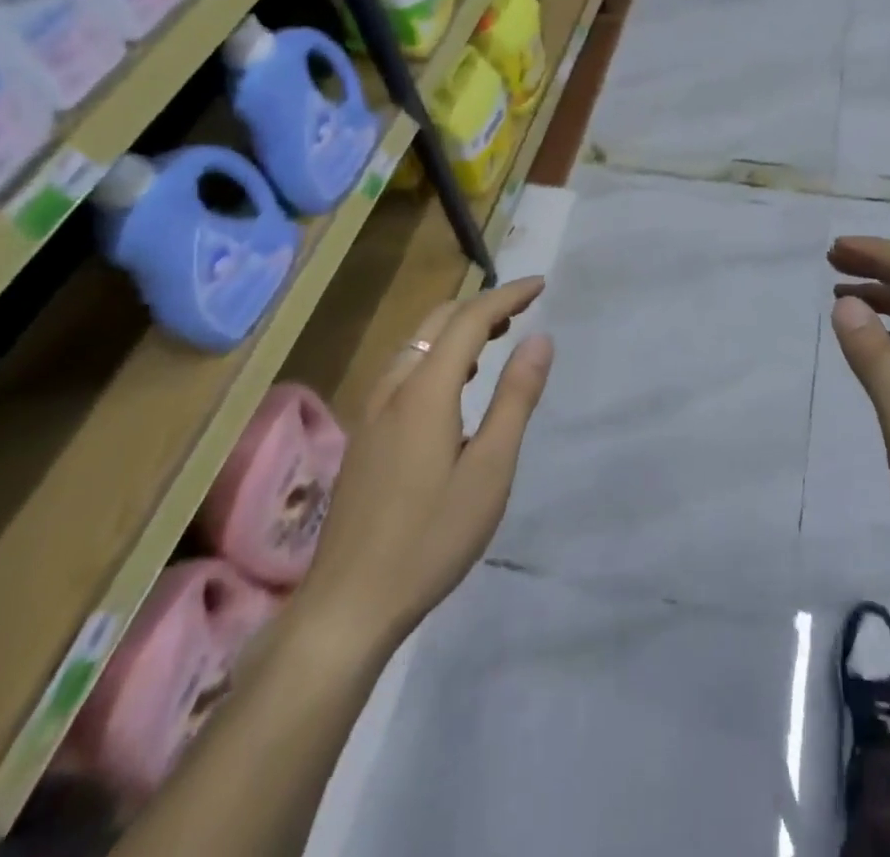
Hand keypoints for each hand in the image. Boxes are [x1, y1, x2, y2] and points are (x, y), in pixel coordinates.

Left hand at [298, 278, 553, 649]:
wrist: (348, 603)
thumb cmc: (431, 536)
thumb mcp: (490, 469)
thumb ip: (515, 398)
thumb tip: (540, 338)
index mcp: (425, 389)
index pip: (470, 319)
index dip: (507, 296)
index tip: (541, 285)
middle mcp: (393, 387)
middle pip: (438, 321)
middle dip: (482, 304)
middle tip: (522, 309)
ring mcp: (372, 411)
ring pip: (417, 342)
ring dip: (458, 327)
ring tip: (496, 337)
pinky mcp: (365, 434)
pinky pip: (405, 367)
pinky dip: (438, 352)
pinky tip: (454, 382)